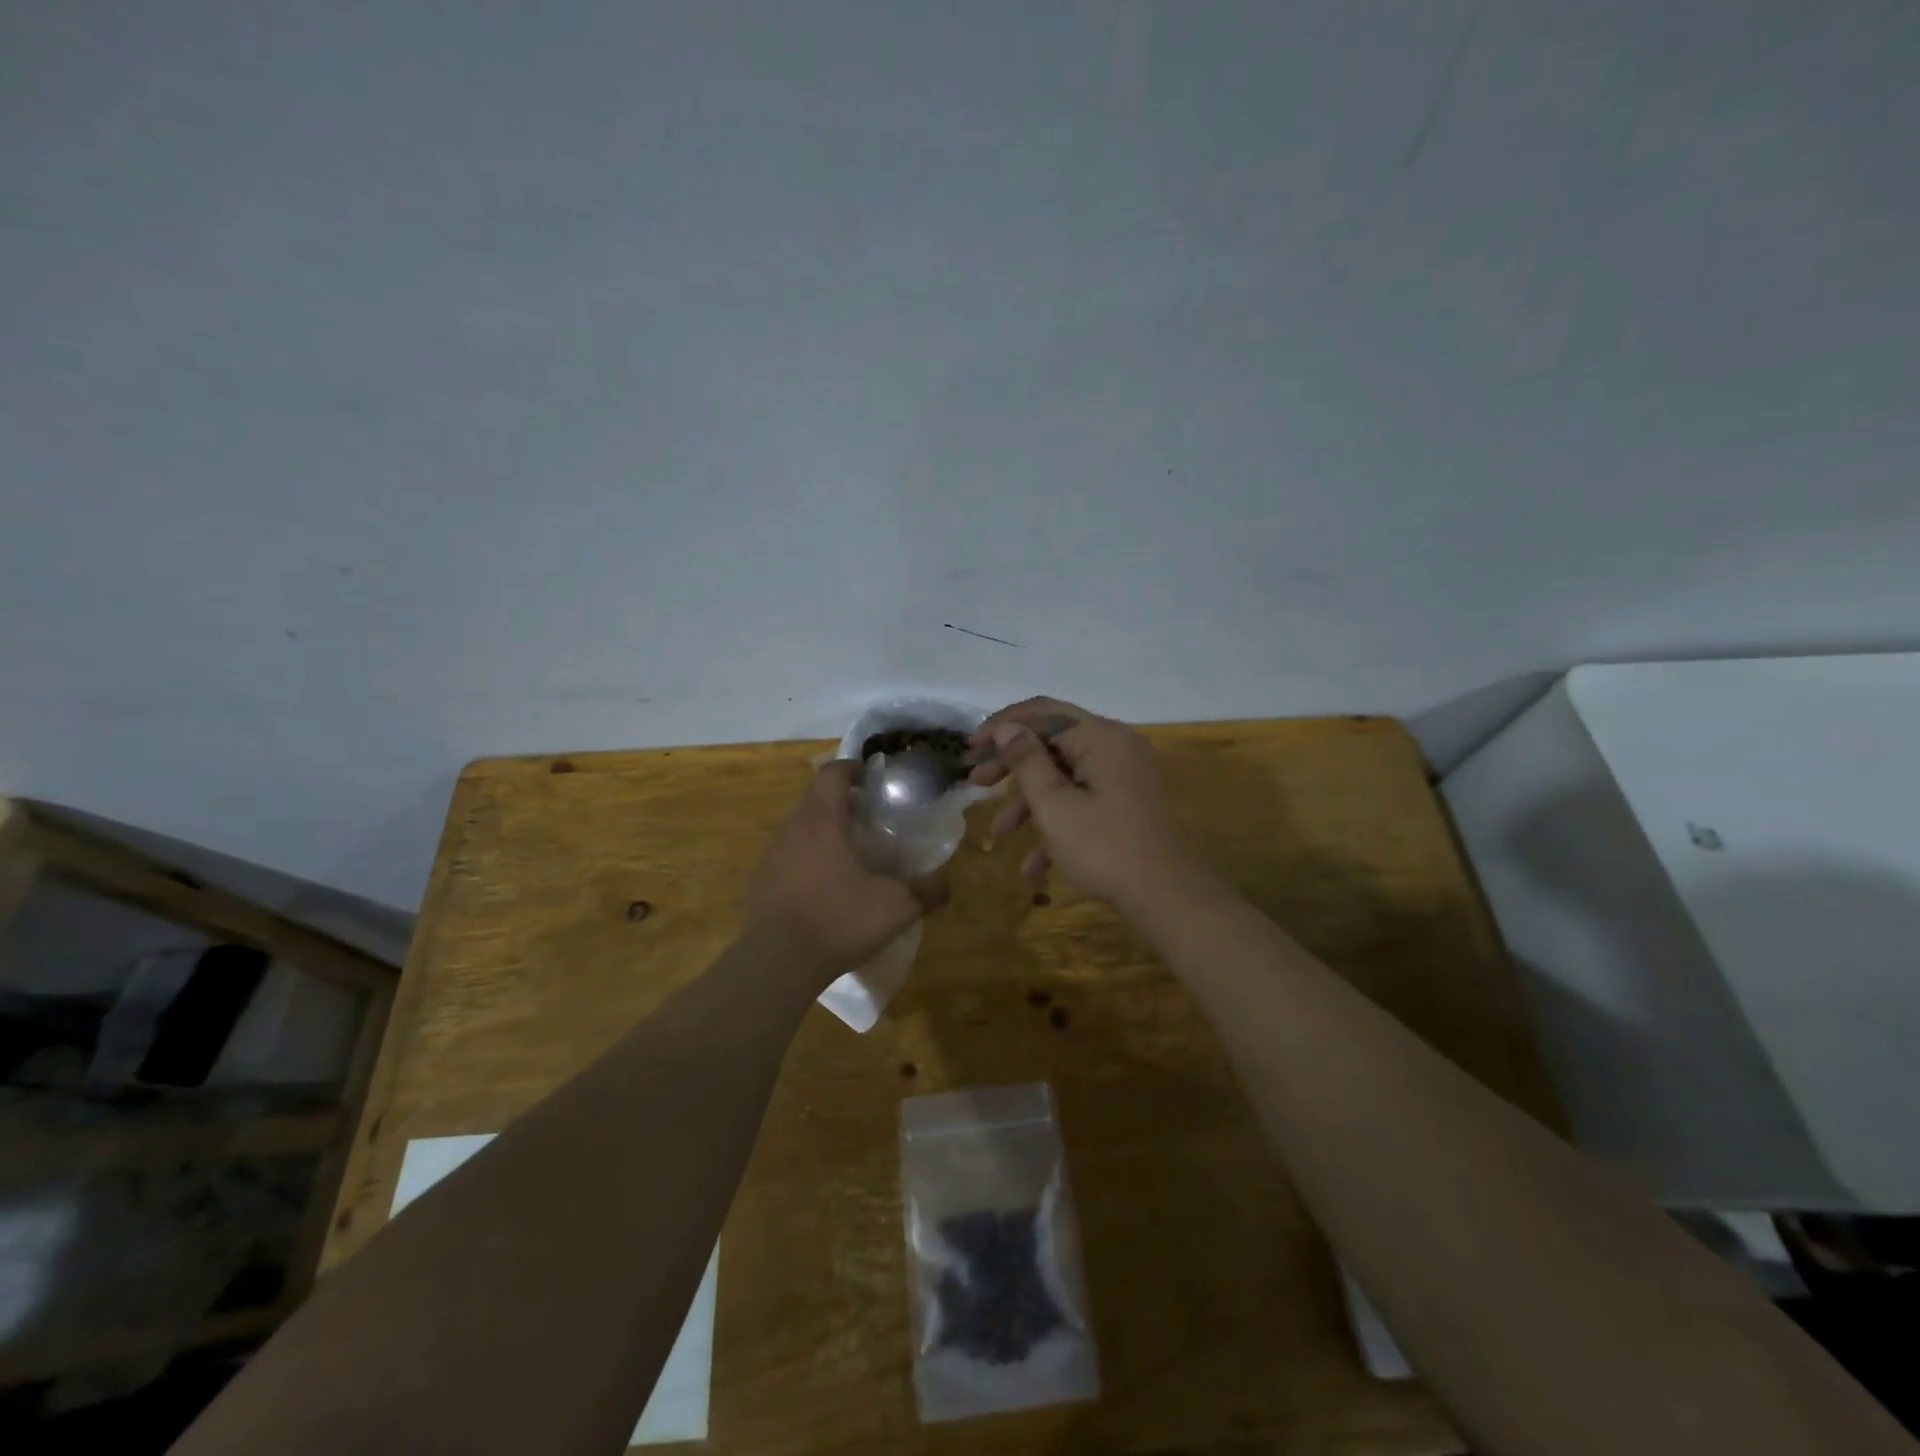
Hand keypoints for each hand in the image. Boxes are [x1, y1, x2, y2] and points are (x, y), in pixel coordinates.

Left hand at [744, 760, 948, 976]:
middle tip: (867, 815)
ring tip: (849, 849)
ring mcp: (772, 853)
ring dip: (822, 827)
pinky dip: (807, 855)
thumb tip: (945, 885)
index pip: (833, 773)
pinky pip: (787, 853)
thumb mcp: (895, 908)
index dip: (853, 768)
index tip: (871, 779)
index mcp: (823, 819)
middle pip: (814, 796)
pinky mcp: (761, 879)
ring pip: (799, 825)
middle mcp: (793, 827)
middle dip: (840, 798)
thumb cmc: (838, 919)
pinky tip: (824, 883)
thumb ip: (926, 892)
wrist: (777, 961)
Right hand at [968, 697, 1204, 904]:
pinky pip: (1084, 801)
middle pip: (1053, 744)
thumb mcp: (1054, 805)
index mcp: (1101, 737)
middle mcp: (1115, 747)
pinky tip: (1033, 866)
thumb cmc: (1104, 848)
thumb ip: (1026, 761)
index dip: (1003, 725)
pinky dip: (1058, 824)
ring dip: (1029, 804)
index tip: (971, 747)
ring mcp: (1124, 776)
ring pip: (1065, 778)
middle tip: (976, 782)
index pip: (1043, 712)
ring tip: (998, 834)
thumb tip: (1007, 728)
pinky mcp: (1126, 803)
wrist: (1168, 897)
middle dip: (1011, 767)